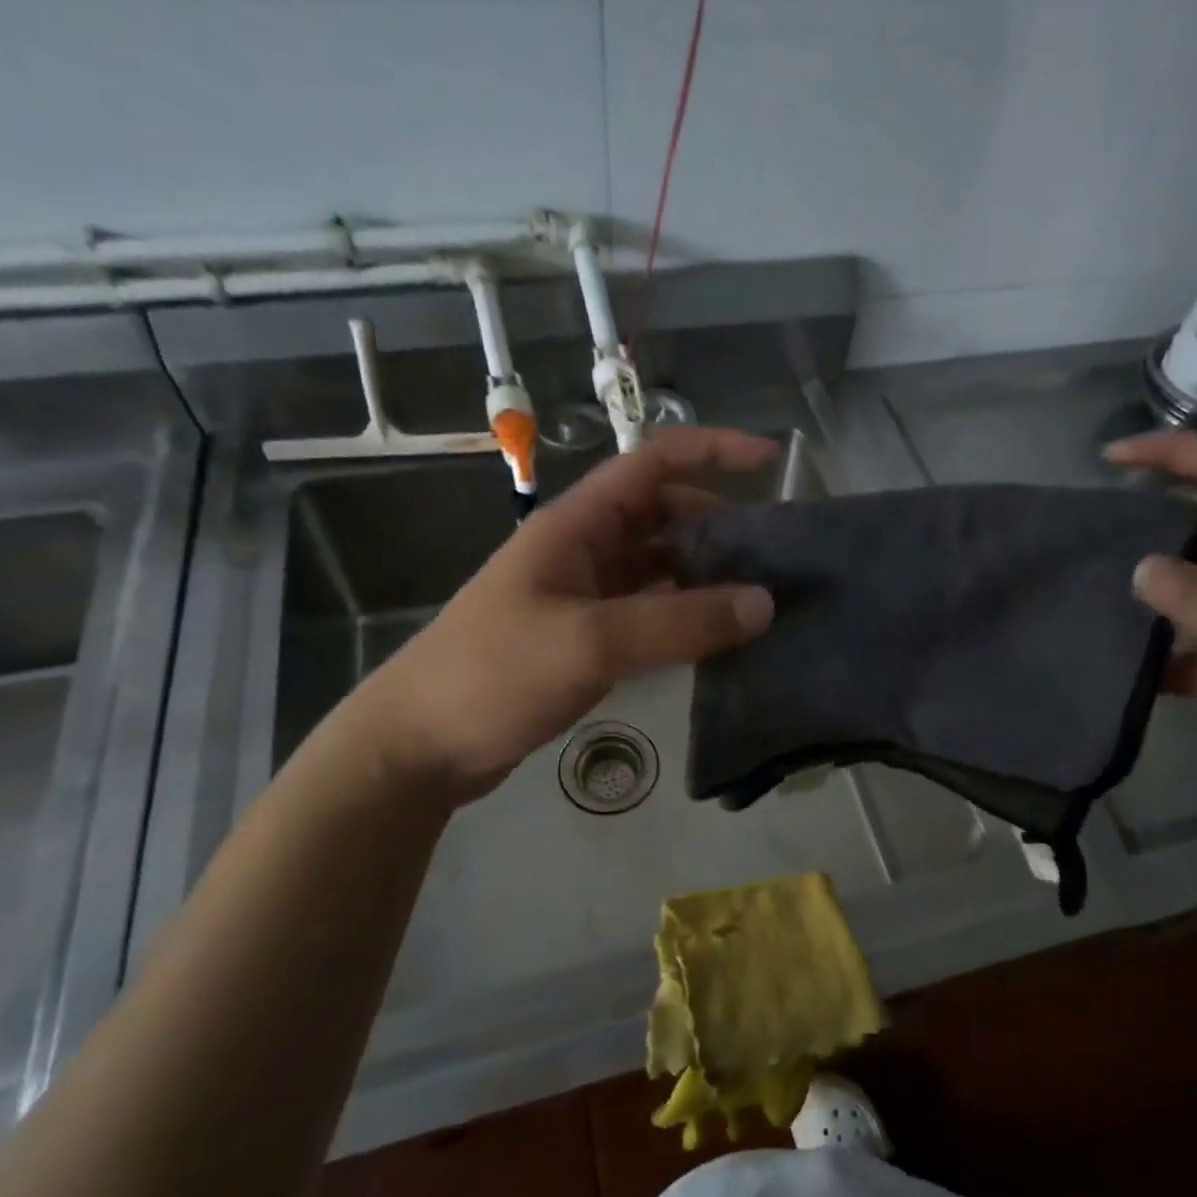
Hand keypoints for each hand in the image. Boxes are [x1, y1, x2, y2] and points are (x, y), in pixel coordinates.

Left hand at [346, 428, 778, 804]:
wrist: (420, 745)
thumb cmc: (493, 674)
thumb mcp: (589, 642)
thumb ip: (679, 622)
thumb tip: (764, 603)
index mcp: (576, 525)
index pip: (652, 464)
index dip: (712, 450)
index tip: (771, 460)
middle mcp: (583, 549)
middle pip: (663, 515)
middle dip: (719, 524)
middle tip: (776, 556)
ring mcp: (583, 595)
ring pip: (659, 567)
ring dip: (705, 575)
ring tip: (761, 599)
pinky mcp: (585, 638)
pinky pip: (649, 612)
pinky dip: (684, 617)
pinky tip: (718, 639)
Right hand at [1105, 432, 1196, 843]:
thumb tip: (1139, 568)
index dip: (1181, 455)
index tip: (1114, 456)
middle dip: (1144, 517)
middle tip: (1082, 524)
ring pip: (1177, 589)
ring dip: (1134, 586)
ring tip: (1076, 582)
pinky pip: (1170, 649)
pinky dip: (1138, 651)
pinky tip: (1100, 652)